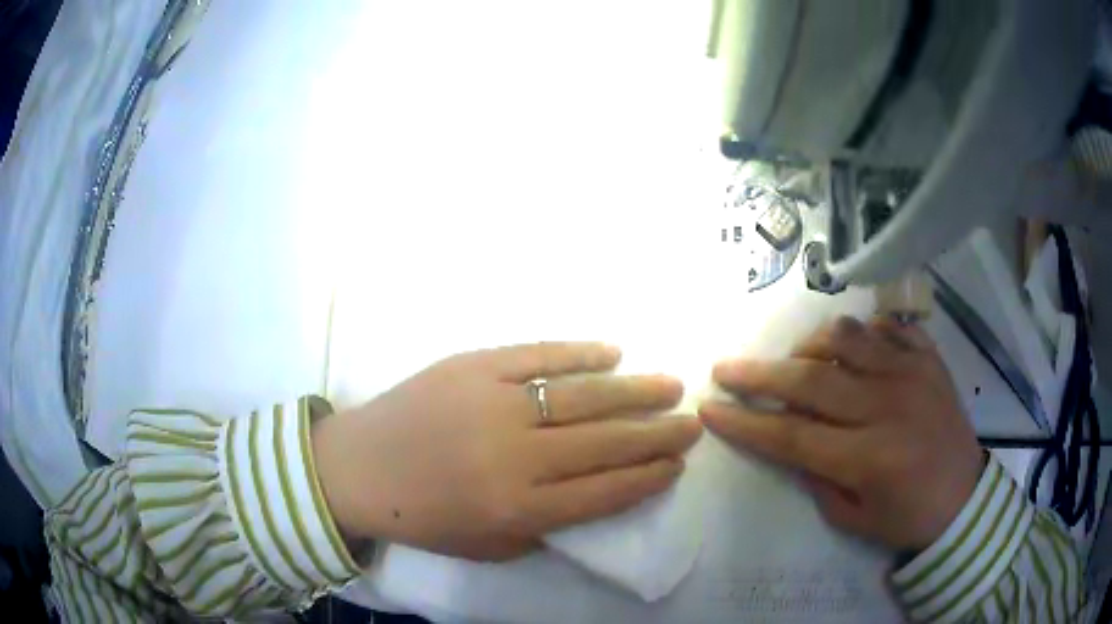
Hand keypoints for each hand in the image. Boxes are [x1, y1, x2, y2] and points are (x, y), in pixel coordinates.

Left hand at [312, 342, 701, 561]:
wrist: (357, 468)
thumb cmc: (422, 516)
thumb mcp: (488, 545)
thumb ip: (545, 528)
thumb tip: (593, 495)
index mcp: (518, 508)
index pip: (605, 491)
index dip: (648, 476)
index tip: (678, 463)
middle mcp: (514, 456)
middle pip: (605, 442)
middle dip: (658, 433)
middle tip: (692, 421)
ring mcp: (493, 403)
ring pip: (582, 396)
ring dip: (633, 391)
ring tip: (670, 386)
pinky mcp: (473, 366)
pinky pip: (537, 354)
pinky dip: (579, 353)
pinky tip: (612, 353)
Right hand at [699, 316, 983, 552]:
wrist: (964, 497)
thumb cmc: (907, 517)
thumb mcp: (853, 518)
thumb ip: (817, 478)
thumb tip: (791, 438)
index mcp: (869, 457)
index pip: (792, 435)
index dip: (746, 422)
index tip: (711, 409)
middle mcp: (888, 407)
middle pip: (812, 379)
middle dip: (760, 375)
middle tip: (726, 369)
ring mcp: (912, 373)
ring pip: (848, 338)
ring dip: (810, 345)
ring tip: (797, 360)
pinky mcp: (929, 358)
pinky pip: (888, 327)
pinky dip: (861, 332)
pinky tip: (850, 348)